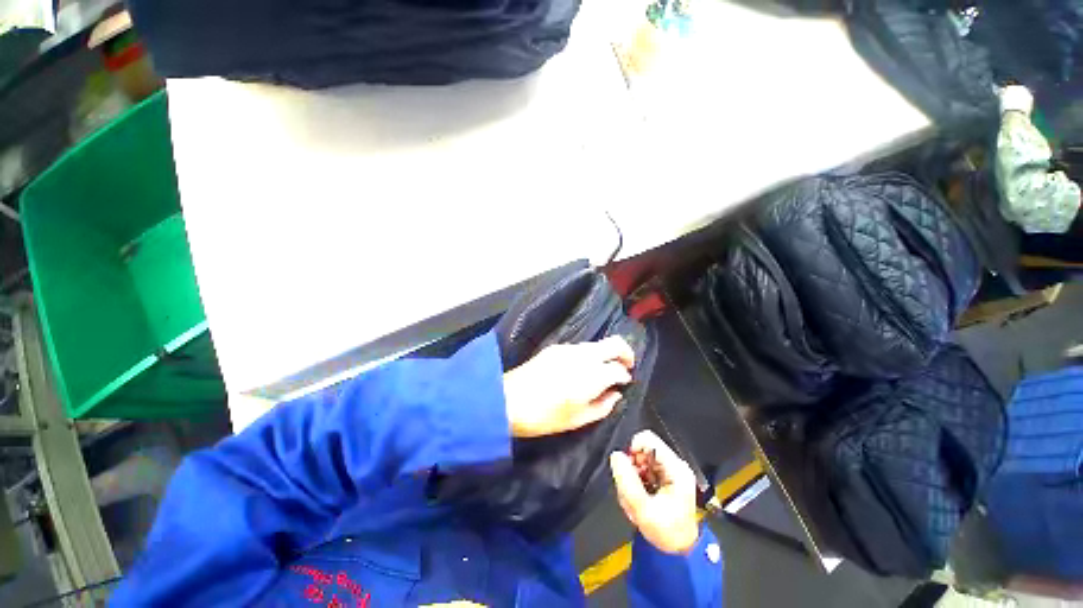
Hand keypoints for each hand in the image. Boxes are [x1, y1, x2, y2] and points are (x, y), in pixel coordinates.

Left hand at [502, 336, 634, 437]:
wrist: (507, 400)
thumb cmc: (544, 416)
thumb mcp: (577, 420)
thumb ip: (602, 406)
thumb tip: (616, 394)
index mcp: (592, 375)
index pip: (618, 369)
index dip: (625, 376)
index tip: (625, 383)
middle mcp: (583, 356)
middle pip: (614, 343)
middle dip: (625, 353)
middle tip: (626, 367)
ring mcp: (568, 349)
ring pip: (596, 344)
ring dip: (605, 354)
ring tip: (602, 371)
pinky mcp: (555, 348)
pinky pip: (580, 348)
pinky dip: (589, 355)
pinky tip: (581, 368)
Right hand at [610, 430, 699, 554]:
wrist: (678, 549)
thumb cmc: (667, 532)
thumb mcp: (643, 509)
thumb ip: (627, 482)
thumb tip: (616, 456)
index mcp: (676, 469)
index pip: (648, 439)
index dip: (632, 449)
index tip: (626, 466)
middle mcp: (674, 465)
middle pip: (643, 449)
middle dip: (632, 466)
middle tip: (631, 487)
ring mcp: (669, 470)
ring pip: (641, 458)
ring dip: (633, 474)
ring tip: (636, 495)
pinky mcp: (663, 476)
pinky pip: (643, 467)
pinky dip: (636, 478)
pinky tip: (639, 495)